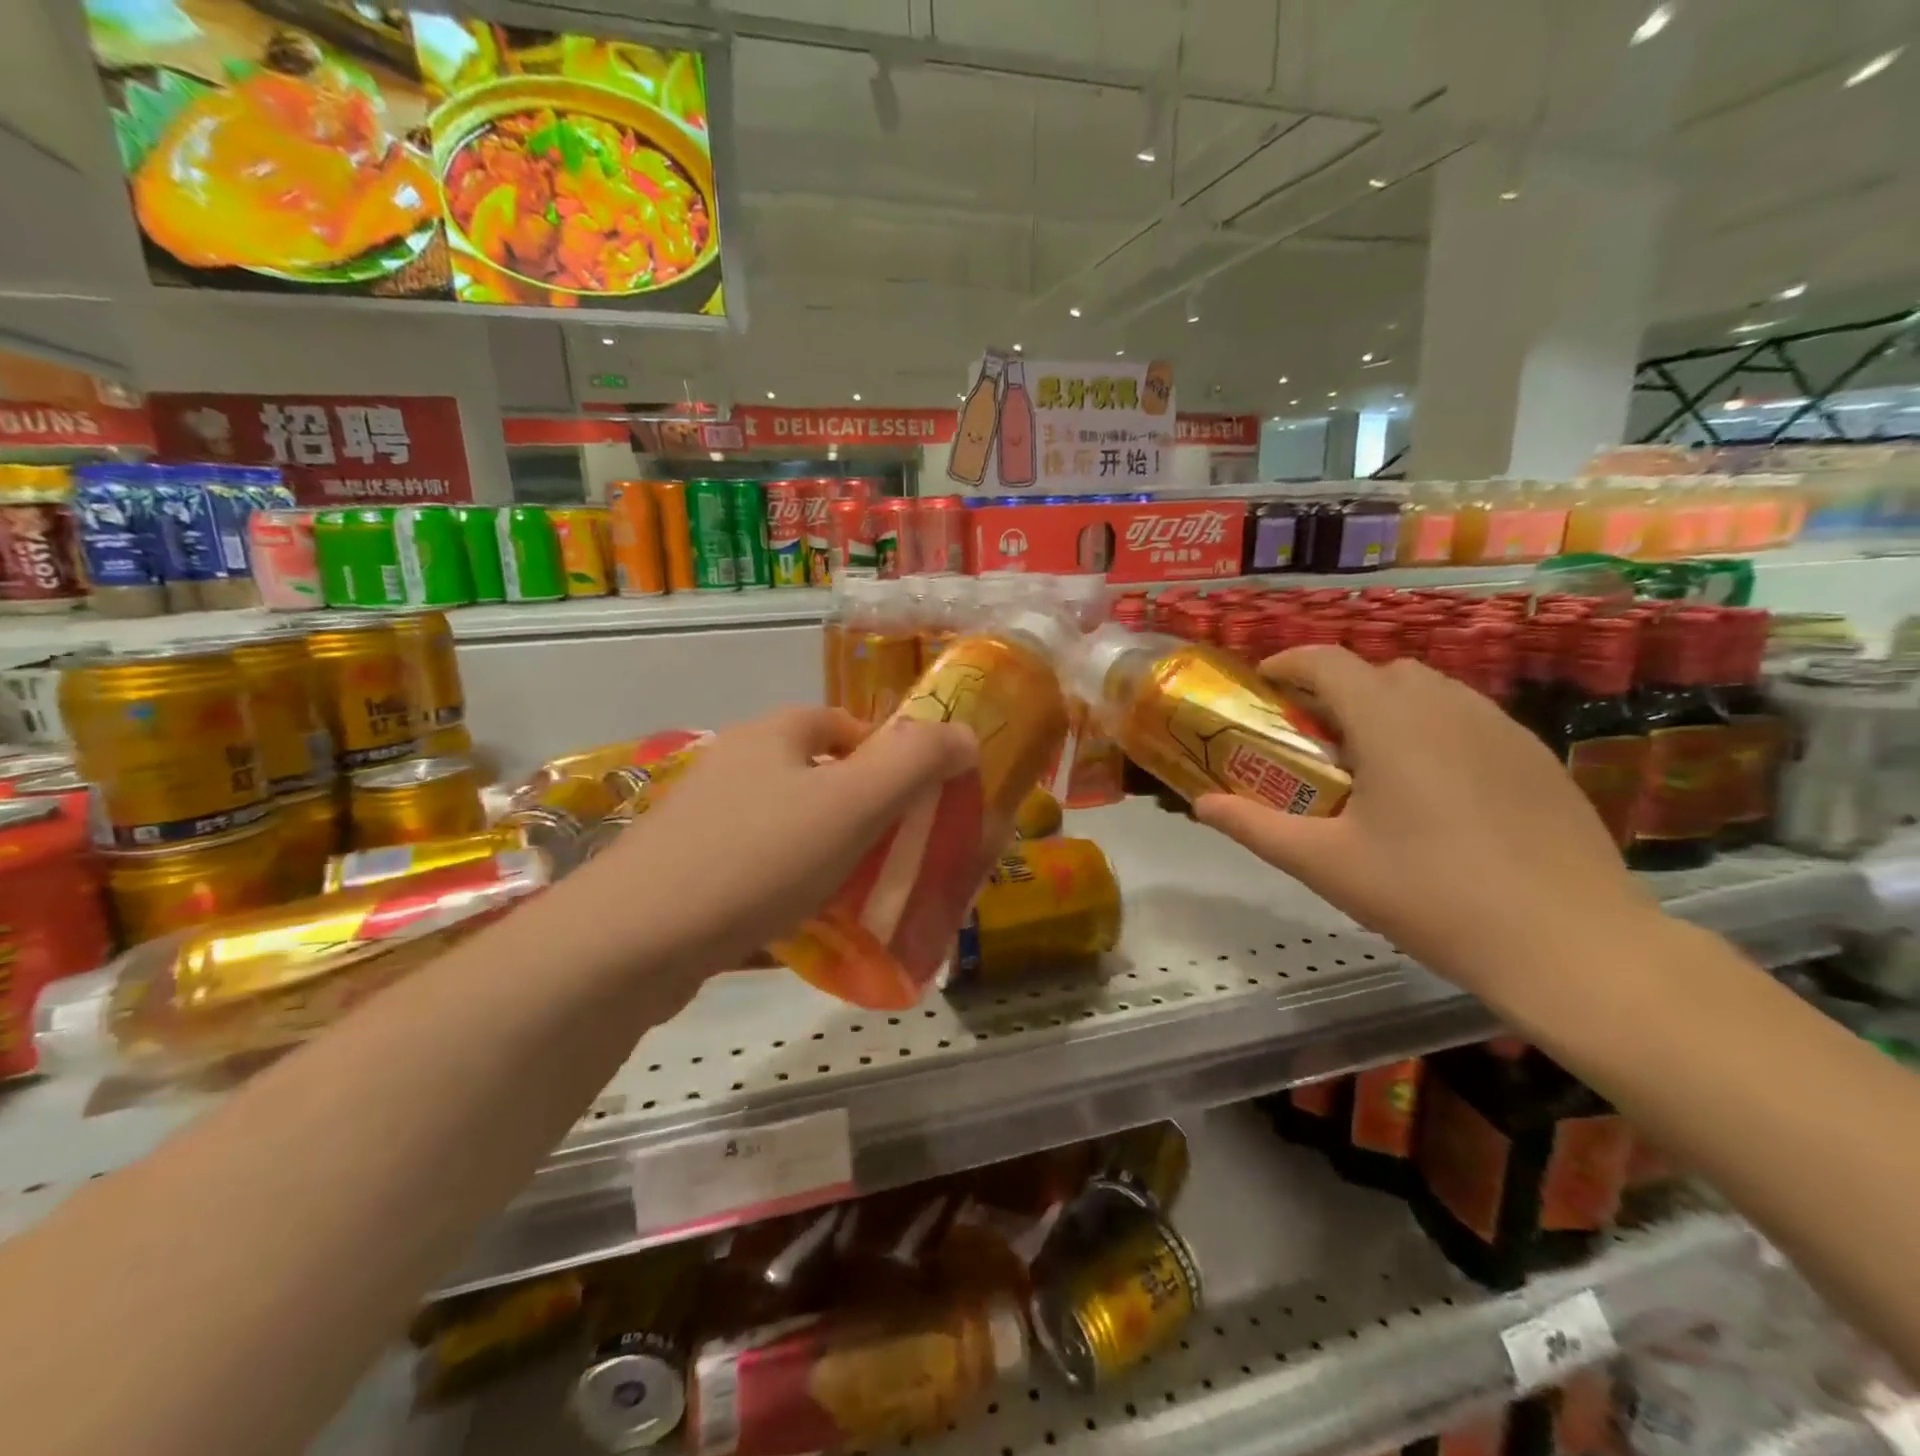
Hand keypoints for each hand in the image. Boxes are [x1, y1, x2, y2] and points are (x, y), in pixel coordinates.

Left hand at [586, 707, 977, 974]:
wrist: (632, 941)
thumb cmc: (758, 858)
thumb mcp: (853, 805)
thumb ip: (915, 764)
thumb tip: (963, 733)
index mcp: (773, 735)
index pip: (842, 724)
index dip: (886, 754)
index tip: (915, 800)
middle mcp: (734, 765)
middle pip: (814, 776)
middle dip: (860, 811)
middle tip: (894, 854)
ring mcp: (702, 821)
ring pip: (784, 827)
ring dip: (825, 854)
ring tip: (859, 898)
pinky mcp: (682, 873)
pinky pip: (753, 872)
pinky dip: (785, 892)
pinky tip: (803, 930)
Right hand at [1194, 647, 1662, 1000]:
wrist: (1570, 944)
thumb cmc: (1430, 896)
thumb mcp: (1326, 864)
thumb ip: (1255, 826)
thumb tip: (1201, 805)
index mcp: (1391, 722)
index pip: (1328, 661)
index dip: (1288, 663)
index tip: (1262, 685)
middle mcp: (1447, 707)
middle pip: (1379, 671)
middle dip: (1337, 689)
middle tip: (1314, 737)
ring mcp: (1501, 728)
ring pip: (1430, 691)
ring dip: (1388, 706)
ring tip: (1372, 762)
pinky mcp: (1536, 757)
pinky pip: (1469, 718)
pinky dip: (1433, 729)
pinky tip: (1433, 790)